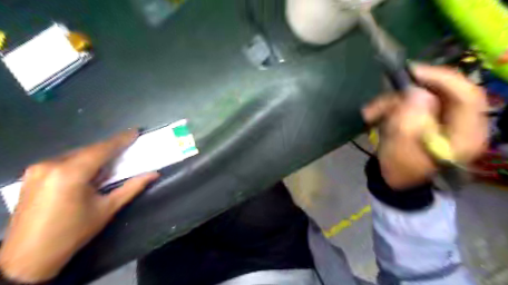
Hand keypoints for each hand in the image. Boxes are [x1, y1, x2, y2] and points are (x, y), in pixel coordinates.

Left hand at [0, 131, 158, 281]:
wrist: (28, 258)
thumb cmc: (73, 233)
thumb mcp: (107, 209)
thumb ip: (132, 187)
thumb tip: (154, 174)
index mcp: (71, 174)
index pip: (102, 149)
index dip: (120, 140)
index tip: (135, 131)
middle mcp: (51, 165)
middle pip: (88, 150)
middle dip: (108, 150)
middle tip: (125, 152)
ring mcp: (37, 169)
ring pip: (76, 155)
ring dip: (94, 158)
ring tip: (108, 168)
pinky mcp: (31, 175)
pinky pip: (63, 161)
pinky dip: (80, 163)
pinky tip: (87, 175)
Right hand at [361, 65, 487, 188]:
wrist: (395, 180)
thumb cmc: (399, 168)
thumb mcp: (399, 147)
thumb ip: (408, 120)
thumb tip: (416, 93)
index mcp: (465, 135)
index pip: (467, 96)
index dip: (441, 79)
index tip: (413, 72)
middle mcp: (462, 123)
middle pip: (444, 92)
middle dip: (411, 91)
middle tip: (388, 88)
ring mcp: (445, 120)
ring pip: (423, 97)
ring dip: (394, 101)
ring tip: (371, 113)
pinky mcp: (430, 118)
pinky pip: (413, 103)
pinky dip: (393, 106)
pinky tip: (374, 115)